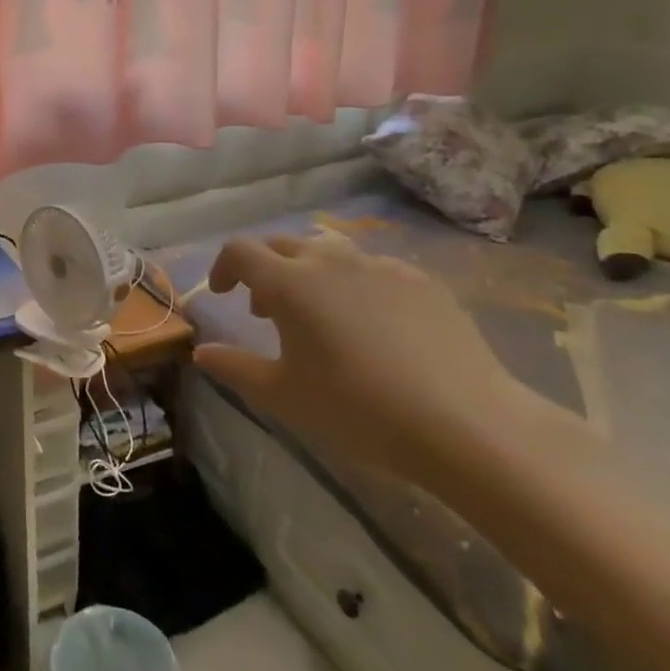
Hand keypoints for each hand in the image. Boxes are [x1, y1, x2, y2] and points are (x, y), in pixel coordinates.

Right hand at [195, 234, 545, 485]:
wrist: (467, 425)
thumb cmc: (358, 409)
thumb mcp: (283, 396)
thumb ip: (234, 367)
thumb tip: (202, 352)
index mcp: (289, 283)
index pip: (240, 251)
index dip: (223, 267)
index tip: (224, 295)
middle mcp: (331, 261)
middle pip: (283, 245)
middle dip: (265, 269)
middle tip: (266, 311)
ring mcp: (381, 266)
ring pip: (330, 254)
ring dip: (309, 274)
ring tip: (320, 317)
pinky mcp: (422, 281)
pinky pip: (373, 270)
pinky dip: (355, 286)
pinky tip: (373, 327)